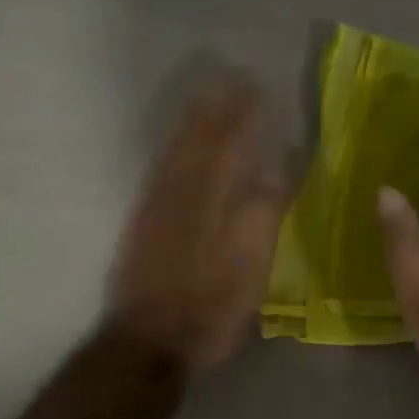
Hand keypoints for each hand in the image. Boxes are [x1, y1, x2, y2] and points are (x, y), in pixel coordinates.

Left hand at [108, 74, 288, 371]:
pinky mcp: (142, 222)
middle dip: (215, 107)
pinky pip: (159, 170)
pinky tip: (177, 147)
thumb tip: (277, 171)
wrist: (148, 339)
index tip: (256, 86)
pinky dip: (172, 149)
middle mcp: (180, 191)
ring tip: (205, 98)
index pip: (230, 143)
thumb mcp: (251, 264)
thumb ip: (263, 212)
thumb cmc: (209, 305)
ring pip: (175, 151)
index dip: (244, 114)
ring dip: (192, 122)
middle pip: (198, 139)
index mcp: (211, 197)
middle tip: (230, 79)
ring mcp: (156, 205)